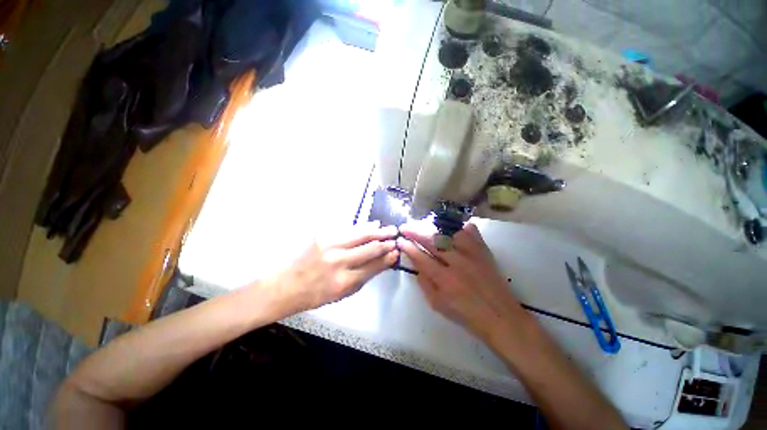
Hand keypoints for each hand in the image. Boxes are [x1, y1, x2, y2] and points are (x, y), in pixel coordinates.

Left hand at [273, 222, 398, 311]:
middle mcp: (338, 263)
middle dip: (386, 241)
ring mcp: (329, 246)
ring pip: (361, 234)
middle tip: (396, 235)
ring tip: (388, 228)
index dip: (387, 257)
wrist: (285, 285)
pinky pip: (348, 229)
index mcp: (344, 283)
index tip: (396, 251)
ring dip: (377, 231)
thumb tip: (382, 261)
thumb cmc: (315, 294)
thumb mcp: (342, 294)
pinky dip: (363, 226)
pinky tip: (371, 224)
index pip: (374, 266)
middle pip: (370, 248)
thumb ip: (363, 277)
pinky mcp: (322, 235)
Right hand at [397, 221, 528, 343]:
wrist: (500, 317)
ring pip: (450, 232)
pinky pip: (470, 232)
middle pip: (432, 241)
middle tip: (405, 227)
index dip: (408, 247)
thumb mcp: (437, 305)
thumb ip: (424, 283)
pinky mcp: (484, 251)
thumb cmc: (466, 314)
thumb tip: (416, 264)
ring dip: (433, 227)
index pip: (421, 258)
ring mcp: (472, 254)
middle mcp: (458, 263)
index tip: (400, 240)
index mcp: (445, 280)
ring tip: (424, 225)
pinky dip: (459, 227)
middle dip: (415, 231)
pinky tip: (450, 226)